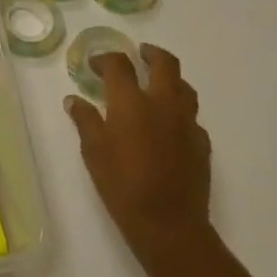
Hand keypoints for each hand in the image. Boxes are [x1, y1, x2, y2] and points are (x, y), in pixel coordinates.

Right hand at [66, 44, 213, 264]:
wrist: (168, 223)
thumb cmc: (122, 186)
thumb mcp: (93, 152)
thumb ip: (85, 121)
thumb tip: (74, 100)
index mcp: (131, 103)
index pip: (118, 65)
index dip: (104, 59)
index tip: (95, 65)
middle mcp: (163, 104)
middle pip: (164, 63)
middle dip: (150, 53)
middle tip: (139, 54)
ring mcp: (187, 122)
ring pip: (184, 86)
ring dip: (169, 78)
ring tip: (156, 84)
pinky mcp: (202, 142)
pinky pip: (191, 115)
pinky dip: (178, 110)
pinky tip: (168, 124)